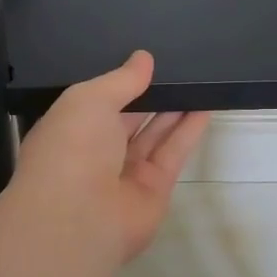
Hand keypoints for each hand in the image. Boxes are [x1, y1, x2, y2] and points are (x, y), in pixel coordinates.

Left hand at [9, 51, 210, 266]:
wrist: (78, 217)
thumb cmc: (72, 148)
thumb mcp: (90, 99)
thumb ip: (121, 79)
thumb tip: (144, 58)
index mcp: (70, 129)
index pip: (96, 101)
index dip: (120, 82)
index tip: (145, 61)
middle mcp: (96, 152)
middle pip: (129, 118)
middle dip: (150, 95)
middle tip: (177, 67)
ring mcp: (125, 173)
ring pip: (154, 134)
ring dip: (174, 109)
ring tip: (197, 81)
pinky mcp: (154, 188)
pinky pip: (173, 153)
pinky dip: (189, 130)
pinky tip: (206, 105)